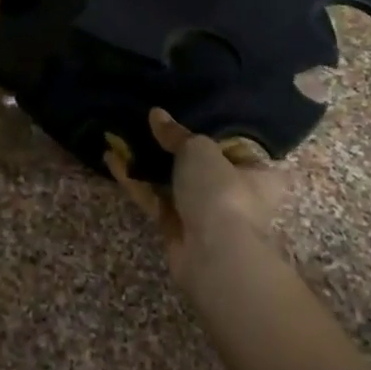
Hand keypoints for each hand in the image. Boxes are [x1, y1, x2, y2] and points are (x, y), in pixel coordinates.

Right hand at [105, 108, 290, 293]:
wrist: (214, 255)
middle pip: (202, 166)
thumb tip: (156, 114)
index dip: (215, 133)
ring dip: (149, 163)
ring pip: (173, 183)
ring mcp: (205, 215)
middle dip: (175, 149)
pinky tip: (111, 159)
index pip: (239, 149)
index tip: (190, 116)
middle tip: (149, 126)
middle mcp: (236, 195)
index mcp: (259, 175)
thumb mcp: (199, 149)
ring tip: (121, 137)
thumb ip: (176, 133)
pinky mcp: (177, 229)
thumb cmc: (222, 192)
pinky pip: (154, 199)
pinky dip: (135, 181)